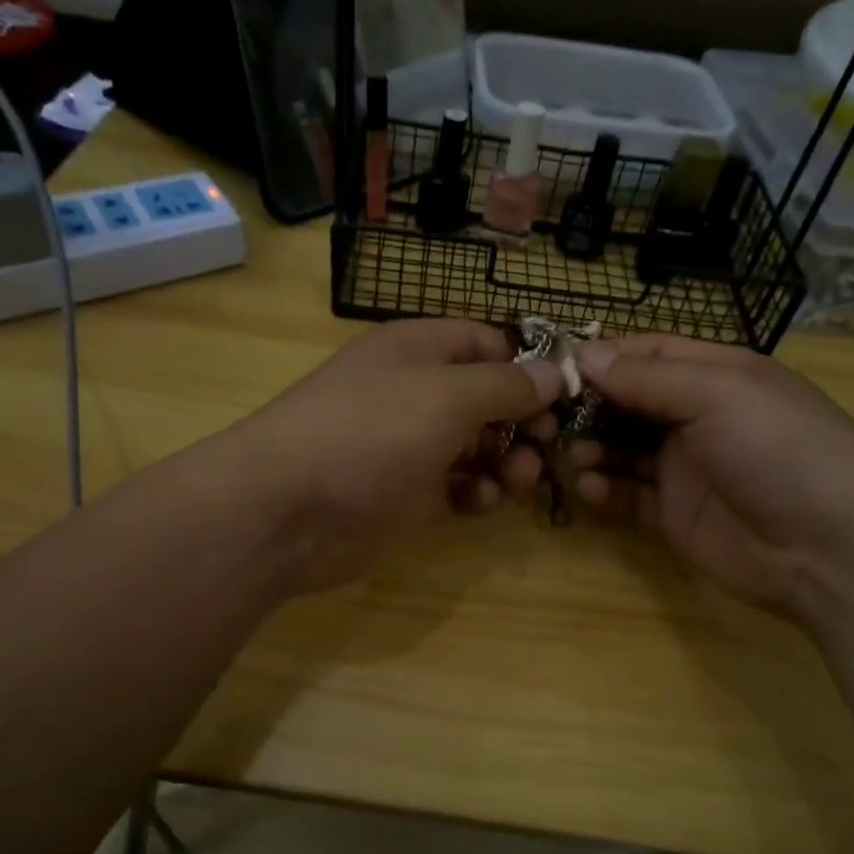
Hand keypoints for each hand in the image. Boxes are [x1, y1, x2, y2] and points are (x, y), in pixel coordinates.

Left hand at [222, 318, 560, 592]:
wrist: (287, 510)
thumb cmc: (368, 434)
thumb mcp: (445, 397)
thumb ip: (505, 385)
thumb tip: (553, 374)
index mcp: (419, 350)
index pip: (488, 343)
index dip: (529, 366)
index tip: (566, 397)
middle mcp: (416, 392)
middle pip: (488, 398)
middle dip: (523, 422)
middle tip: (545, 449)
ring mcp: (410, 445)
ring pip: (478, 446)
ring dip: (507, 462)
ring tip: (518, 481)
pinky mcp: (406, 494)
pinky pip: (458, 486)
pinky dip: (476, 493)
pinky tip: (477, 503)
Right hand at [568, 335, 853, 623]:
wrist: (828, 548)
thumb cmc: (778, 449)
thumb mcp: (716, 395)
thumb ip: (646, 378)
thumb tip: (583, 353)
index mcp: (714, 374)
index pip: (645, 354)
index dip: (600, 357)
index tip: (551, 368)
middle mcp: (696, 415)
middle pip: (627, 401)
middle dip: (588, 406)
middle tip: (547, 418)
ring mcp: (685, 467)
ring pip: (621, 448)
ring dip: (592, 448)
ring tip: (572, 457)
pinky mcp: (674, 513)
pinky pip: (629, 495)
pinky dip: (606, 490)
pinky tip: (593, 490)